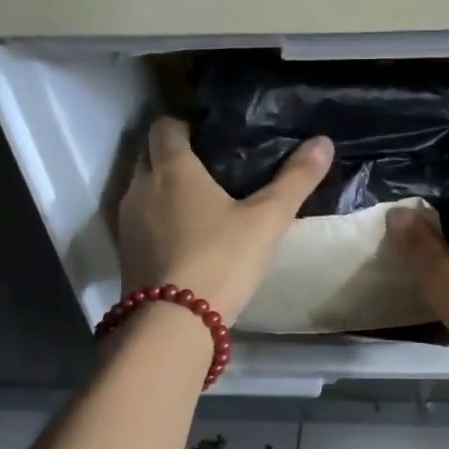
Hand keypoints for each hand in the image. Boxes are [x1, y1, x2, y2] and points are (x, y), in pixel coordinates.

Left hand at [117, 118, 331, 321]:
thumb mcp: (267, 220)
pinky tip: (183, 237)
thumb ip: (295, 180)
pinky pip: (139, 221)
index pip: (165, 126)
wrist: (174, 322)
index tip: (209, 136)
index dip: (184, 126)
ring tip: (198, 203)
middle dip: (172, 155)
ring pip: (141, 189)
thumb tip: (323, 142)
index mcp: (172, 168)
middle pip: (148, 155)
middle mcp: (141, 187)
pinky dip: (156, 219)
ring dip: (162, 189)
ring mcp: (127, 222)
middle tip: (209, 168)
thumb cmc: (222, 259)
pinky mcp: (125, 252)